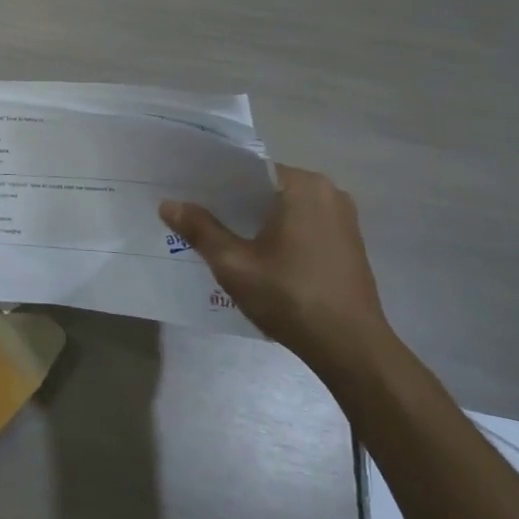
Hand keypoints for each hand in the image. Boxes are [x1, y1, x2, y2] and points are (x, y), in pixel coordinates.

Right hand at [160, 167, 390, 369]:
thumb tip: (168, 204)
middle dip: (232, 202)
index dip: (214, 181)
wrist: (351, 349)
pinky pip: (302, 225)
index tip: (187, 192)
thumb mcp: (234, 263)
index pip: (248, 169)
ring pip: (284, 209)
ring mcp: (343, 219)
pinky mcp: (348, 244)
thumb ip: (200, 229)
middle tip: (194, 213)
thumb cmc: (290, 296)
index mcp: (304, 186)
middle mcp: (329, 192)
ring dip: (254, 220)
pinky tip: (253, 253)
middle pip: (266, 189)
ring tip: (217, 233)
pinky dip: (277, 233)